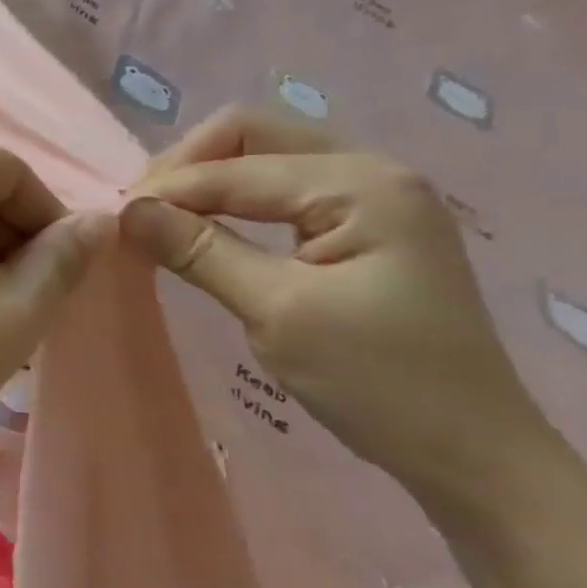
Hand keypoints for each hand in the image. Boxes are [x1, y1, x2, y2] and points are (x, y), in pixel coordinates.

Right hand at [121, 108, 550, 498]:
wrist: (473, 453)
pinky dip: (233, 201)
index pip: (236, 164)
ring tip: (163, 221)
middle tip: (141, 213)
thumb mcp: (277, 312)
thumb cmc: (380, 382)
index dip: (168, 189)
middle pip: (251, 134)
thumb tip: (127, 210)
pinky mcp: (364, 225)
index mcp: (361, 184)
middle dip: (186, 166)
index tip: (113, 224)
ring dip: (207, 181)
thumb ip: (200, 251)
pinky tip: (208, 230)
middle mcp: (370, 171)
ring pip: (263, 157)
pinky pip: (280, 189)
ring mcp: (371, 195)